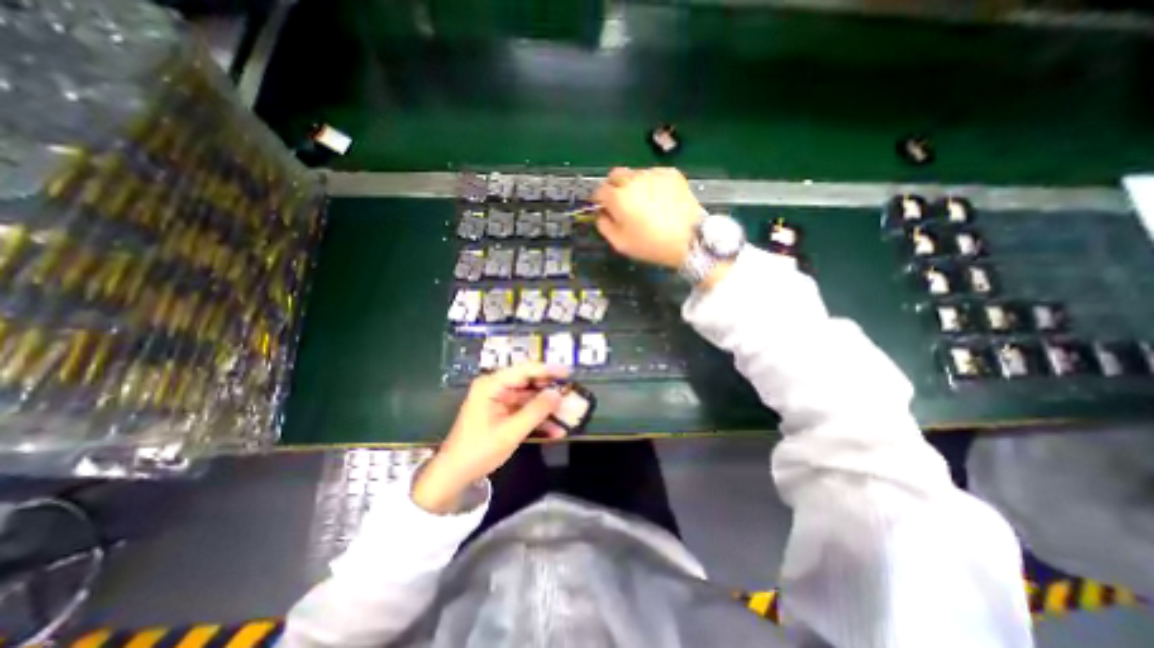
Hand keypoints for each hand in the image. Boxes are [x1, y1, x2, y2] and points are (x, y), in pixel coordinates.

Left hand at [413, 362, 569, 512]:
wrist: (454, 475)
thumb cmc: (478, 451)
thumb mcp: (510, 432)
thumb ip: (535, 411)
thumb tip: (558, 394)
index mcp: (491, 385)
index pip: (524, 370)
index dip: (548, 370)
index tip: (568, 373)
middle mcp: (495, 388)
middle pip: (528, 382)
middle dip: (550, 391)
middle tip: (572, 395)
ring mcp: (499, 400)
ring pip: (529, 398)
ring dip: (547, 408)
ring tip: (568, 414)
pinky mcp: (502, 413)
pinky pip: (524, 411)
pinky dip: (538, 419)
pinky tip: (555, 430)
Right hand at [594, 166, 703, 268]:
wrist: (689, 239)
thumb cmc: (651, 245)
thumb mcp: (620, 243)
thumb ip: (603, 226)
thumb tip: (601, 214)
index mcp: (618, 197)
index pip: (599, 191)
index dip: (599, 201)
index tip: (604, 209)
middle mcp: (633, 179)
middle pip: (615, 175)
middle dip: (614, 187)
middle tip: (621, 203)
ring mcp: (653, 174)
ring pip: (635, 174)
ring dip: (633, 185)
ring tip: (644, 202)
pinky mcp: (671, 173)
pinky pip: (653, 175)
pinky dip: (652, 184)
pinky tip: (659, 199)